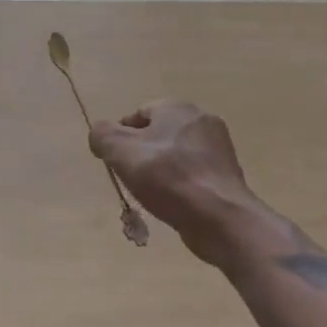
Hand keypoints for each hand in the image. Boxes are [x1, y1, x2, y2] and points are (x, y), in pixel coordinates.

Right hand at [90, 101, 259, 267]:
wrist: (220, 218)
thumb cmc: (168, 178)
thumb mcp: (121, 152)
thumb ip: (102, 135)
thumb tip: (99, 133)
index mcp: (176, 107)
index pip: (138, 114)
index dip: (121, 137)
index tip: (116, 162)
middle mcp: (201, 119)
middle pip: (158, 134)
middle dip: (142, 154)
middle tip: (132, 178)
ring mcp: (218, 148)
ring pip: (176, 155)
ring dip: (161, 171)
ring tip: (152, 195)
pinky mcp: (227, 174)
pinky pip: (193, 174)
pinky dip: (180, 185)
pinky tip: (174, 204)